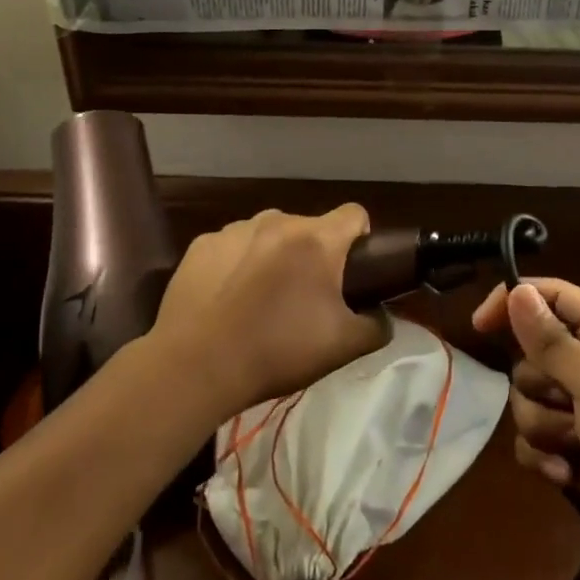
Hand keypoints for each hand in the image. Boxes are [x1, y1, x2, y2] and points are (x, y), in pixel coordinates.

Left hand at [149, 205, 386, 417]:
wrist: (197, 365)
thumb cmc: (278, 351)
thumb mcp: (343, 347)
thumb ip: (377, 326)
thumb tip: (382, 317)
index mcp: (317, 240)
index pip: (354, 213)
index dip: (360, 236)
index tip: (353, 267)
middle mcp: (278, 221)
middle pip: (309, 227)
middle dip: (313, 253)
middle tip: (305, 296)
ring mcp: (236, 229)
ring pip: (269, 233)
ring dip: (274, 255)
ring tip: (262, 298)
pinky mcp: (203, 244)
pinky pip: (233, 246)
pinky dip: (238, 263)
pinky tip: (228, 298)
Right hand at [473, 279, 579, 570]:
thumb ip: (552, 341)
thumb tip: (517, 291)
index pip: (552, 296)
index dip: (514, 303)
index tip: (480, 325)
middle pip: (532, 353)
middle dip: (539, 384)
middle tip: (567, 401)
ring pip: (527, 397)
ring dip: (544, 425)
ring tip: (575, 444)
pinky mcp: (572, 447)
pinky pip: (531, 437)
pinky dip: (543, 455)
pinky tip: (566, 473)